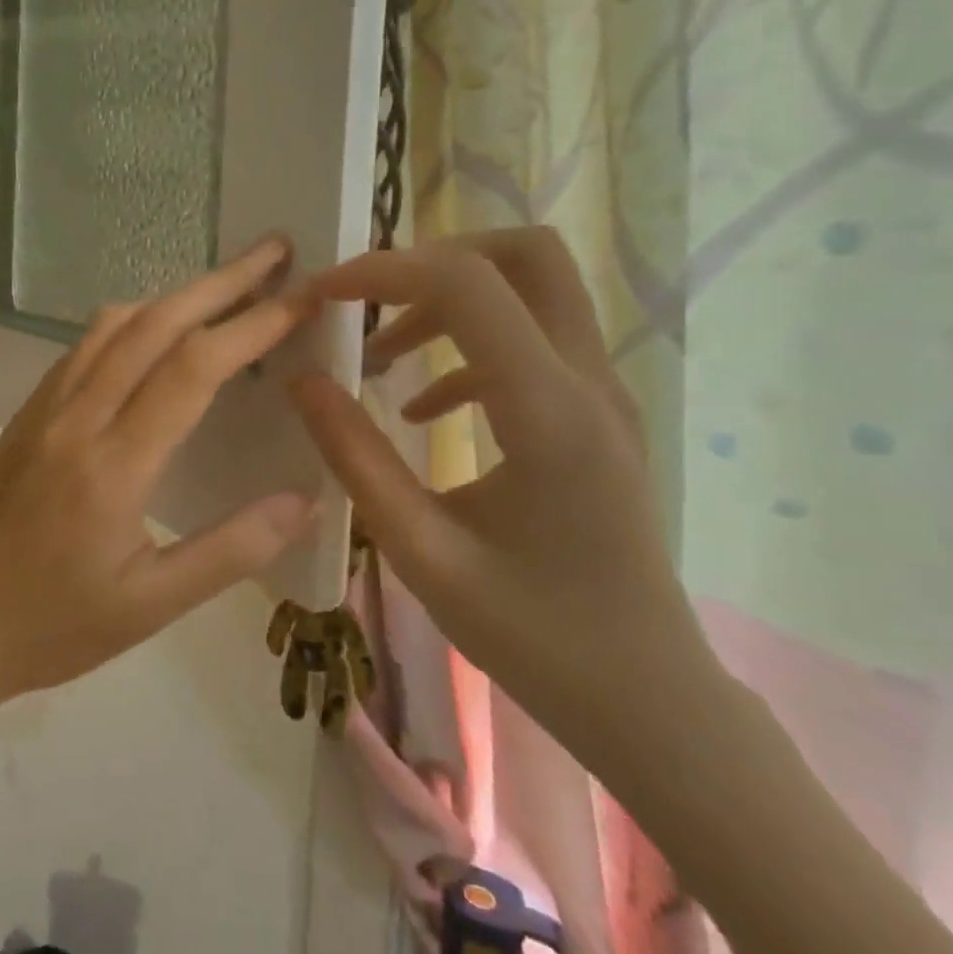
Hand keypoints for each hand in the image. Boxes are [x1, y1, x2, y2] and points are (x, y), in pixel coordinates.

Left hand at [0, 237, 321, 731]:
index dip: (253, 325)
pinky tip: (154, 331)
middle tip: (274, 252)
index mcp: (114, 465)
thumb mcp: (152, 606)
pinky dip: (132, 321)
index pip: (194, 368)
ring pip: (114, 325)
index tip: (302, 296)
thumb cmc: (56, 625)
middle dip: (221, 282)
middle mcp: (77, 417)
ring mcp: (45, 408)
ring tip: (225, 285)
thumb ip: (232, 550)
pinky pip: (84, 346)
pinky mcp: (27, 413)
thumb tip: (306, 501)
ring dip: (174, 295)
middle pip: (155, 324)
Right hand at [288, 228, 724, 784]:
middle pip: (527, 254)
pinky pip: (533, 341)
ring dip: (448, 300)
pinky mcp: (597, 415)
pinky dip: (470, 345)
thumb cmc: (534, 637)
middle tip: (367, 299)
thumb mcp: (422, 552)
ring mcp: (603, 395)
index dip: (385, 270)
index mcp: (549, 414)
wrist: (649, 699)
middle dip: (434, 258)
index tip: (321, 292)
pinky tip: (423, 406)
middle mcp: (588, 383)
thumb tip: (304, 381)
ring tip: (379, 353)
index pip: (468, 287)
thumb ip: (357, 458)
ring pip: (533, 290)